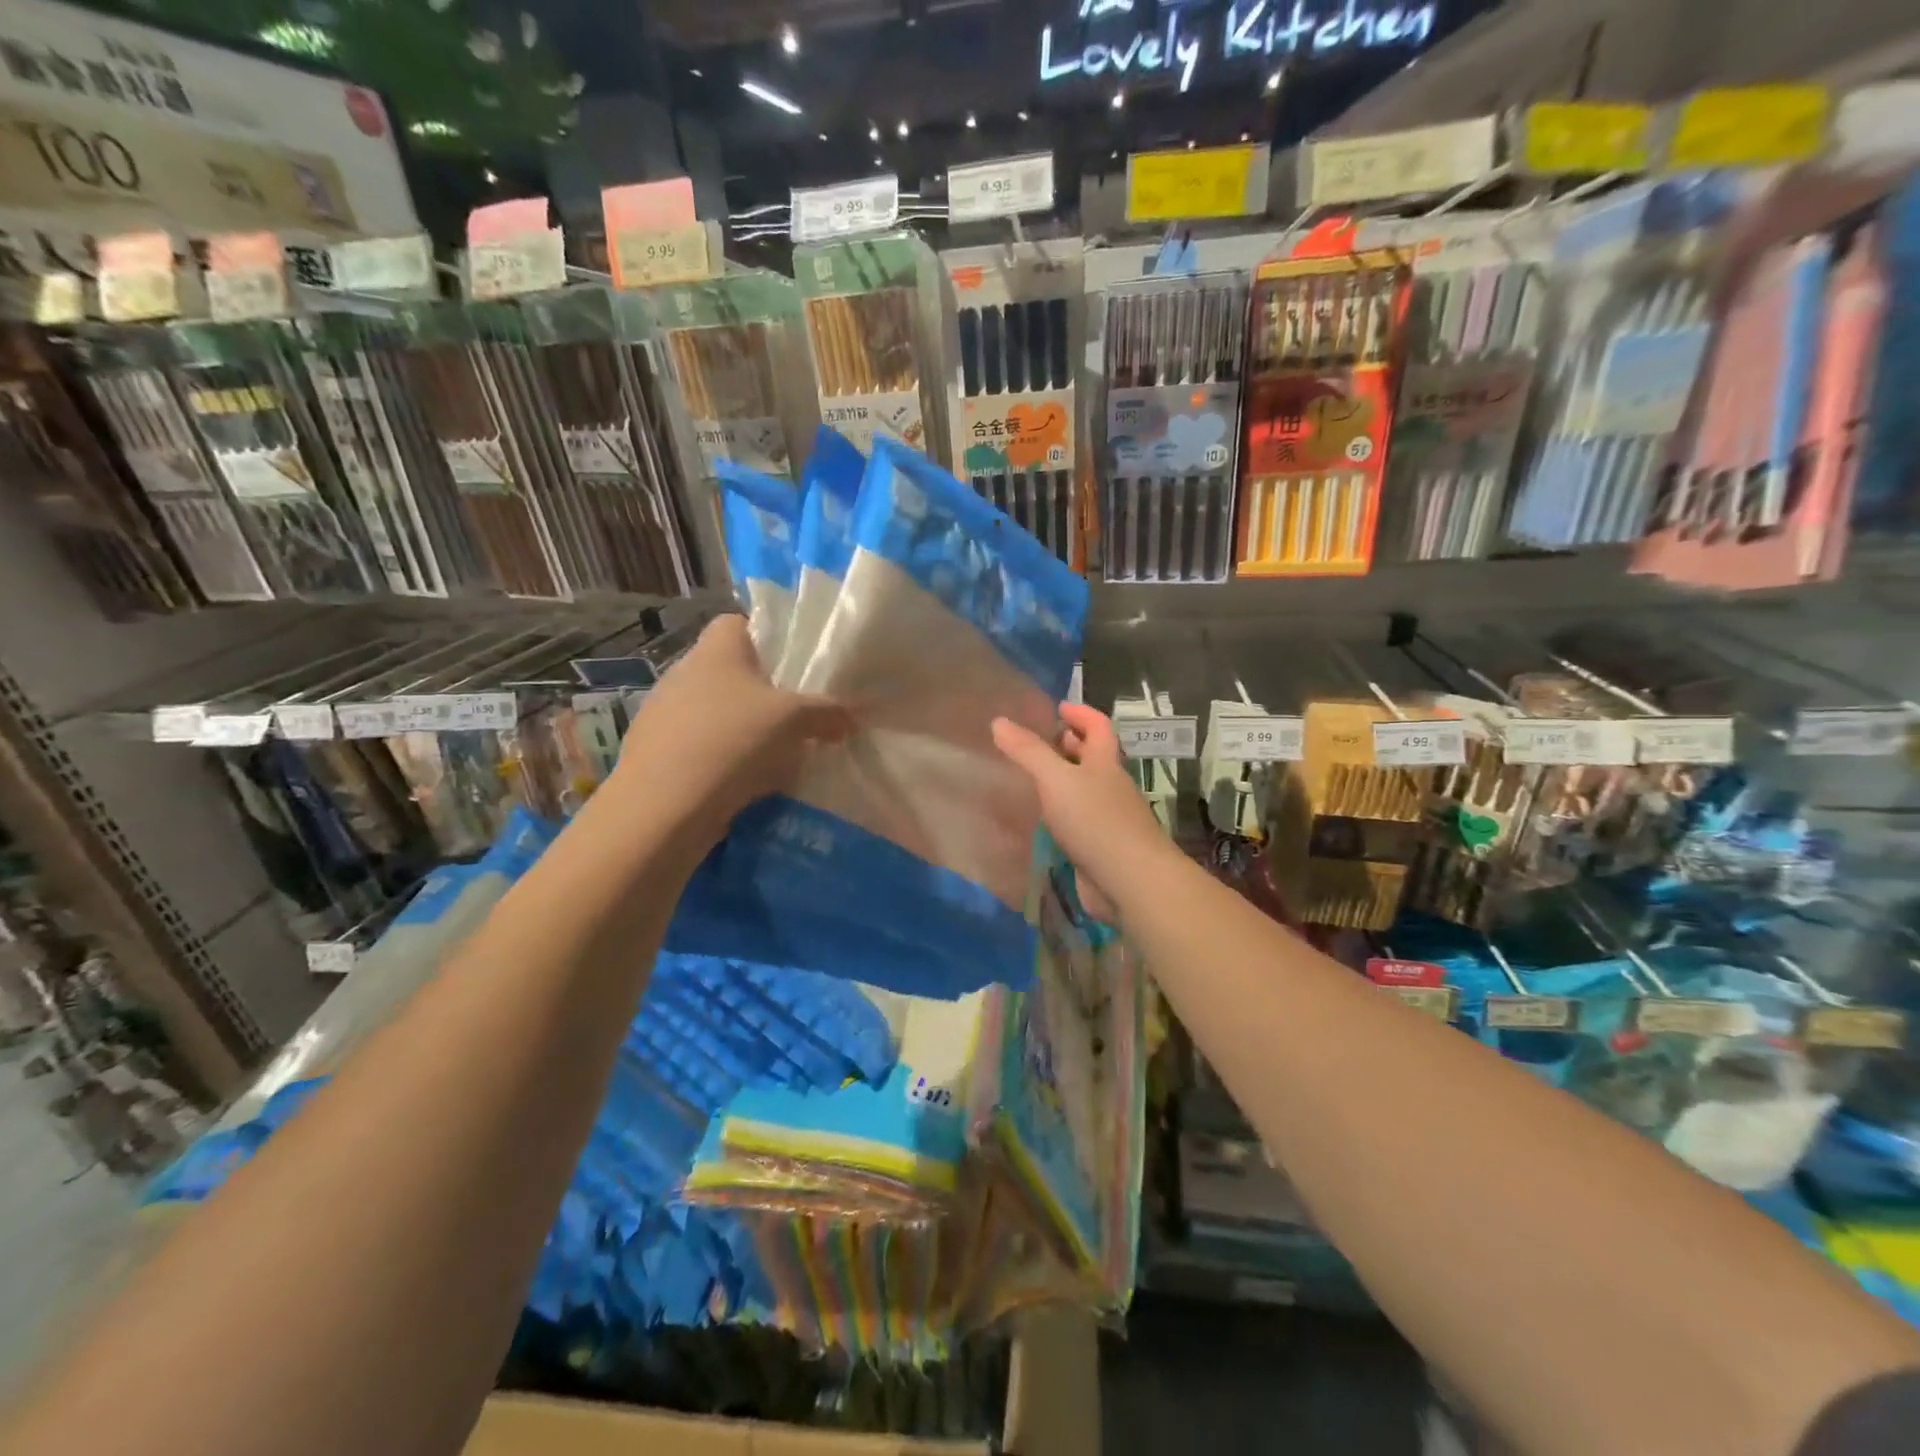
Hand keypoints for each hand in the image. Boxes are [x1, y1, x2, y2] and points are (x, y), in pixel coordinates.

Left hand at [617, 615, 850, 835]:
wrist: (663, 807)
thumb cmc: (731, 742)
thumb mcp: (794, 721)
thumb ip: (828, 712)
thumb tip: (853, 716)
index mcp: (715, 650)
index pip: (738, 622)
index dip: (768, 637)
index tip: (795, 665)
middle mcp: (683, 671)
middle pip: (730, 670)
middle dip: (762, 691)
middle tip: (796, 713)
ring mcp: (663, 712)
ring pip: (714, 710)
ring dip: (741, 727)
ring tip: (774, 752)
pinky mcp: (655, 751)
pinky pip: (699, 744)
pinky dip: (721, 757)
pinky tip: (743, 780)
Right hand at [991, 702, 1171, 920]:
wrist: (1131, 881)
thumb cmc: (1096, 821)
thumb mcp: (1057, 779)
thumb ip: (1028, 752)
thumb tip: (999, 721)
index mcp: (1105, 763)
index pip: (1098, 726)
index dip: (1080, 713)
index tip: (1057, 708)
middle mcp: (1110, 787)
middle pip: (1092, 758)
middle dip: (1067, 746)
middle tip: (1034, 743)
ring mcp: (1108, 819)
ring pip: (1082, 792)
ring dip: (1060, 783)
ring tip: (1026, 780)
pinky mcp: (1099, 848)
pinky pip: (1076, 823)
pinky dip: (1058, 816)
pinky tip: (1036, 822)